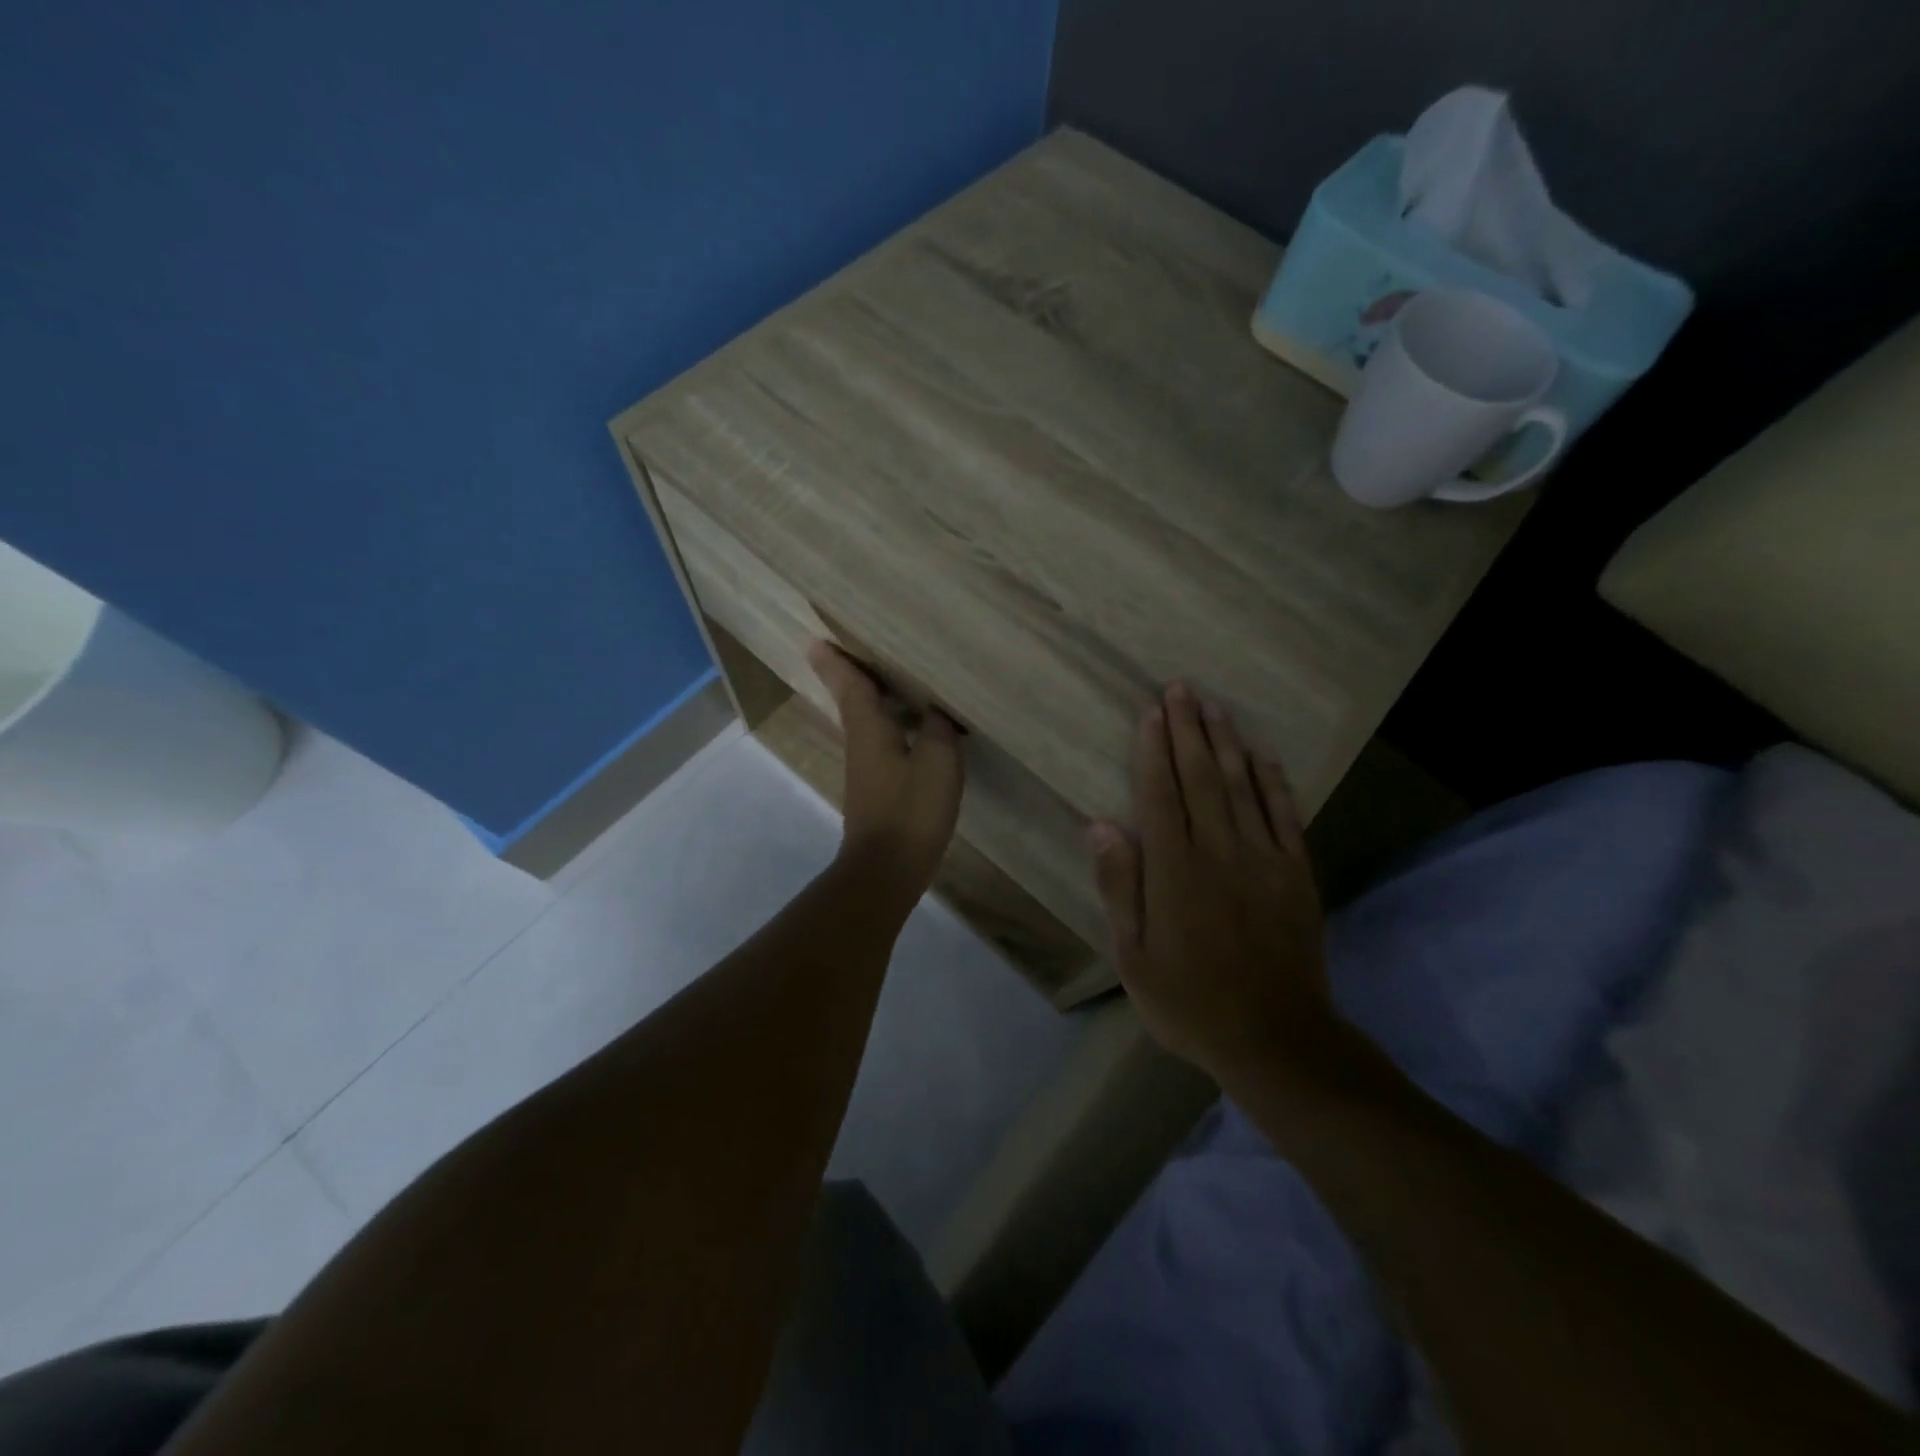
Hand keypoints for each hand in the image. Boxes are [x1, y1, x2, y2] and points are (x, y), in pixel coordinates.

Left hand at [808, 641, 963, 901]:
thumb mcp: (938, 761)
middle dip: (850, 675)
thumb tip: (936, 711)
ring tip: (889, 679)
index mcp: (869, 729)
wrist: (887, 869)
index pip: (851, 686)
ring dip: (871, 699)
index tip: (817, 641)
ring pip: (866, 722)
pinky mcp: (877, 790)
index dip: (838, 663)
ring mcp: (867, 770)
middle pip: (853, 701)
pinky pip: (881, 743)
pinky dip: (890, 725)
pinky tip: (911, 727)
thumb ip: (939, 728)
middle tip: (853, 650)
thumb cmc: (910, 809)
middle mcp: (861, 744)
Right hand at [1089, 684, 1331, 1081]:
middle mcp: (1219, 852)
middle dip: (1188, 730)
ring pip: (1243, 786)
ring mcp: (1264, 859)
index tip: (1152, 712)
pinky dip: (1273, 781)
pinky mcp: (1297, 873)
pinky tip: (1262, 755)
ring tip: (1214, 706)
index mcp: (1175, 871)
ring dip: (1227, 742)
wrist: (1276, 1038)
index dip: (1154, 750)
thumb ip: (1120, 886)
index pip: (1161, 795)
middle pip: (1201, 778)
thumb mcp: (1133, 956)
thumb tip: (1101, 824)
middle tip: (1181, 688)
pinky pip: (1285, 815)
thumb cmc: (1190, 1001)